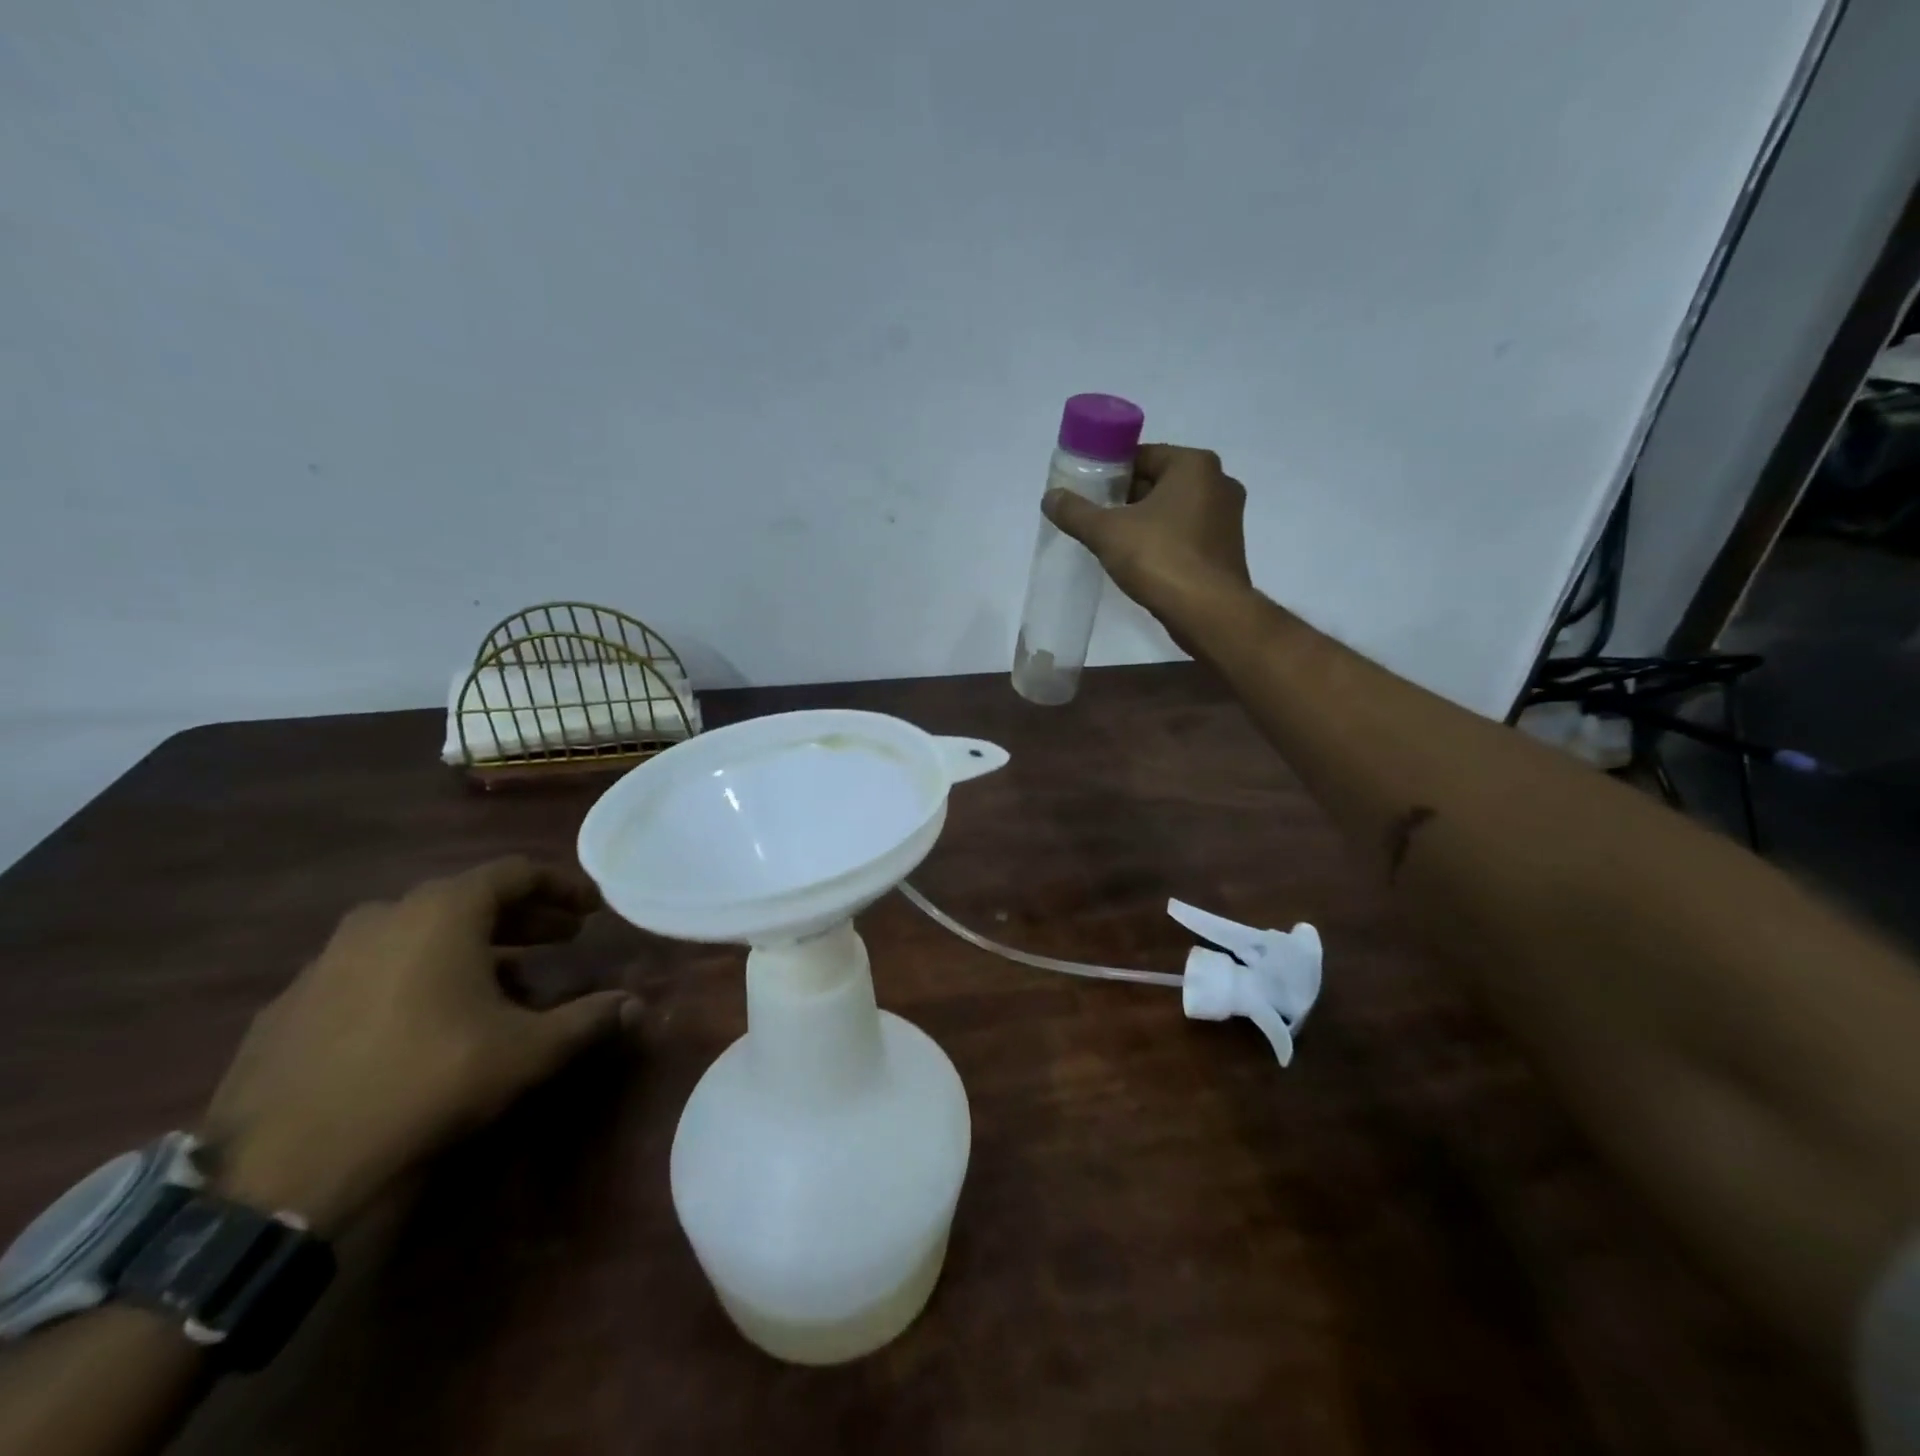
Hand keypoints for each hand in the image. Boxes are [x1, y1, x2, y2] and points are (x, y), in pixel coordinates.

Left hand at [201, 858, 636, 1233]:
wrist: (279, 1168)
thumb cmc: (426, 1080)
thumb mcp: (527, 1051)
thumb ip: (588, 1020)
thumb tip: (637, 1004)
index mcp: (442, 912)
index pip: (516, 873)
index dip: (562, 886)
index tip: (592, 908)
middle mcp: (384, 917)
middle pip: (469, 899)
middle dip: (524, 917)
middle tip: (564, 938)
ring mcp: (329, 958)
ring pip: (419, 933)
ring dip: (472, 946)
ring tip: (506, 979)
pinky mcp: (292, 1003)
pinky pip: (375, 968)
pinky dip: (417, 974)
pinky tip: (429, 1017)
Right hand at [1043, 443, 1252, 634]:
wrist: (1208, 612)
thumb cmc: (1160, 558)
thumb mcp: (1107, 532)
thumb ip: (1076, 512)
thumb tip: (1050, 497)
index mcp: (1194, 465)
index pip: (1143, 456)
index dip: (1111, 472)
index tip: (1088, 492)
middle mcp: (1218, 483)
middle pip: (1159, 482)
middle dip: (1127, 498)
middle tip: (1096, 517)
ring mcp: (1227, 518)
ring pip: (1173, 510)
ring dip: (1145, 521)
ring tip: (1113, 541)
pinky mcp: (1226, 549)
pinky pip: (1187, 534)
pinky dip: (1164, 541)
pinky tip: (1141, 561)